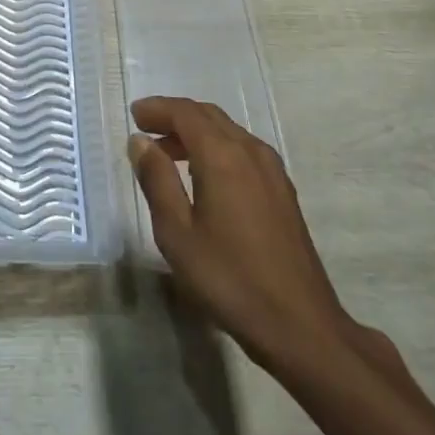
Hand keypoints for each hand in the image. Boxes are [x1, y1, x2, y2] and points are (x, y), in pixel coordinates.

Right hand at [128, 96, 403, 385]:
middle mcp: (249, 150)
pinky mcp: (283, 190)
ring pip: (228, 131)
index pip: (185, 112)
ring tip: (169, 154)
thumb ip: (157, 180)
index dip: (157, 108)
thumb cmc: (230, 279)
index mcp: (222, 155)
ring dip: (196, 132)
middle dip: (175, 116)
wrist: (301, 326)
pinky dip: (217, 147)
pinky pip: (243, 149)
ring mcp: (271, 169)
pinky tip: (206, 177)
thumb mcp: (177, 234)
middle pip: (207, 115)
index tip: (134, 115)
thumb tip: (140, 142)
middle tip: (147, 130)